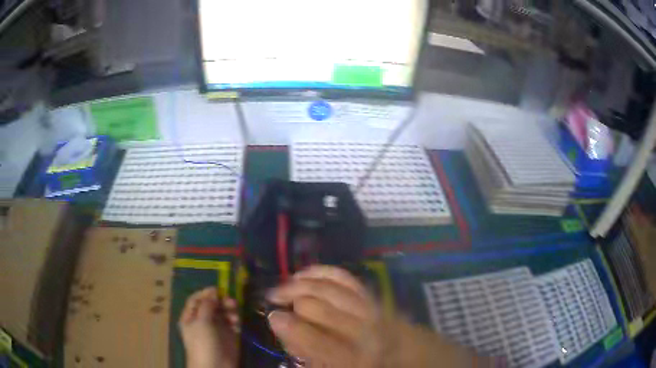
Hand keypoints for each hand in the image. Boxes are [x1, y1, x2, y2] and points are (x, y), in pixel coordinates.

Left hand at [178, 287, 239, 367]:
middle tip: (231, 302)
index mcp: (191, 317)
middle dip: (221, 302)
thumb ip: (207, 305)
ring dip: (230, 311)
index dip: (206, 293)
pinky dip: (235, 321)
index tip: (219, 290)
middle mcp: (202, 321)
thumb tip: (213, 292)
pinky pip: (232, 323)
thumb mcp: (202, 322)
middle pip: (212, 305)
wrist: (215, 367)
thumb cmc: (203, 343)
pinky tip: (237, 324)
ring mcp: (216, 329)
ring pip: (223, 313)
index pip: (196, 299)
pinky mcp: (228, 336)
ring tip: (235, 316)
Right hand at [266, 266, 384, 366]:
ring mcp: (371, 309)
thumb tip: (281, 323)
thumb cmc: (357, 364)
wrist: (397, 354)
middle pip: (319, 308)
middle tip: (277, 301)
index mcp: (352, 358)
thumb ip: (304, 349)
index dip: (288, 326)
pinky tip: (304, 274)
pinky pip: (344, 277)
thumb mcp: (326, 366)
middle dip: (292, 302)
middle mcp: (365, 331)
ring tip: (284, 287)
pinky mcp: (372, 295)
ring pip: (330, 288)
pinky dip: (322, 272)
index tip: (273, 317)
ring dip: (301, 284)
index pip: (315, 340)